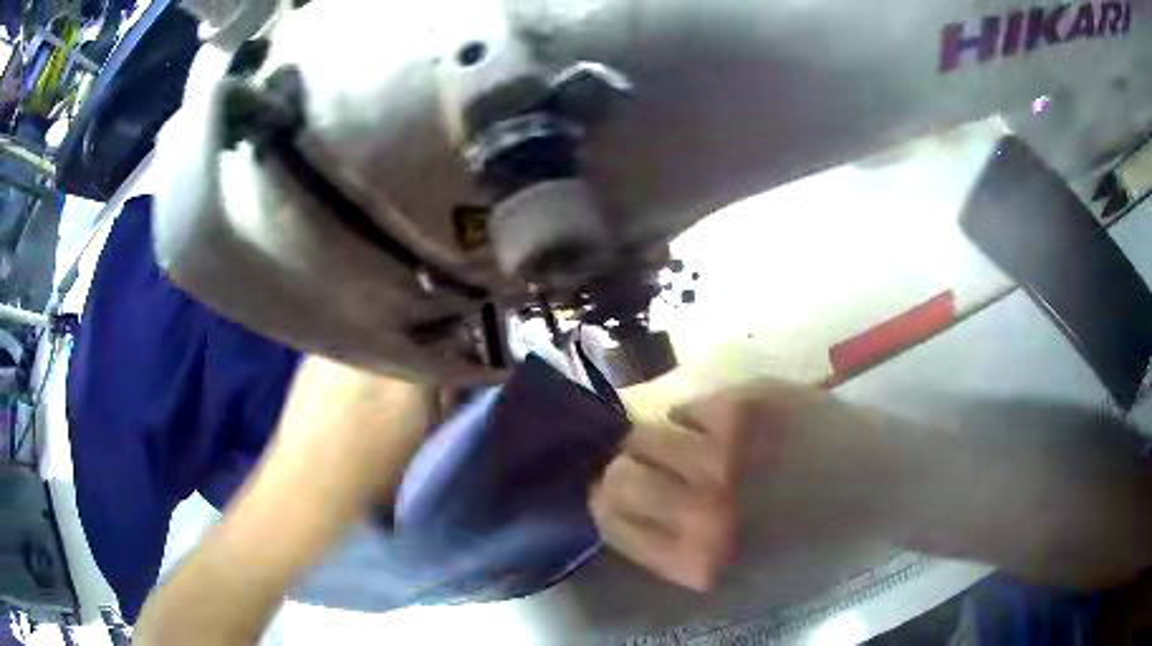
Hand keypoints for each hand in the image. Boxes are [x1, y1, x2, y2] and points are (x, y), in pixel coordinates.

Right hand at [589, 382, 802, 590]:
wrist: (876, 480)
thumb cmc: (808, 533)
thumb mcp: (736, 561)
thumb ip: (673, 546)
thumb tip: (616, 509)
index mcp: (699, 552)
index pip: (611, 520)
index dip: (604, 505)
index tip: (612, 498)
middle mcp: (705, 503)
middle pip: (618, 474)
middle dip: (625, 472)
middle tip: (649, 471)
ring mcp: (727, 446)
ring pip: (647, 432)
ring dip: (661, 444)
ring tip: (692, 447)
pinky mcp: (749, 399)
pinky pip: (689, 406)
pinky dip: (697, 419)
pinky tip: (728, 429)